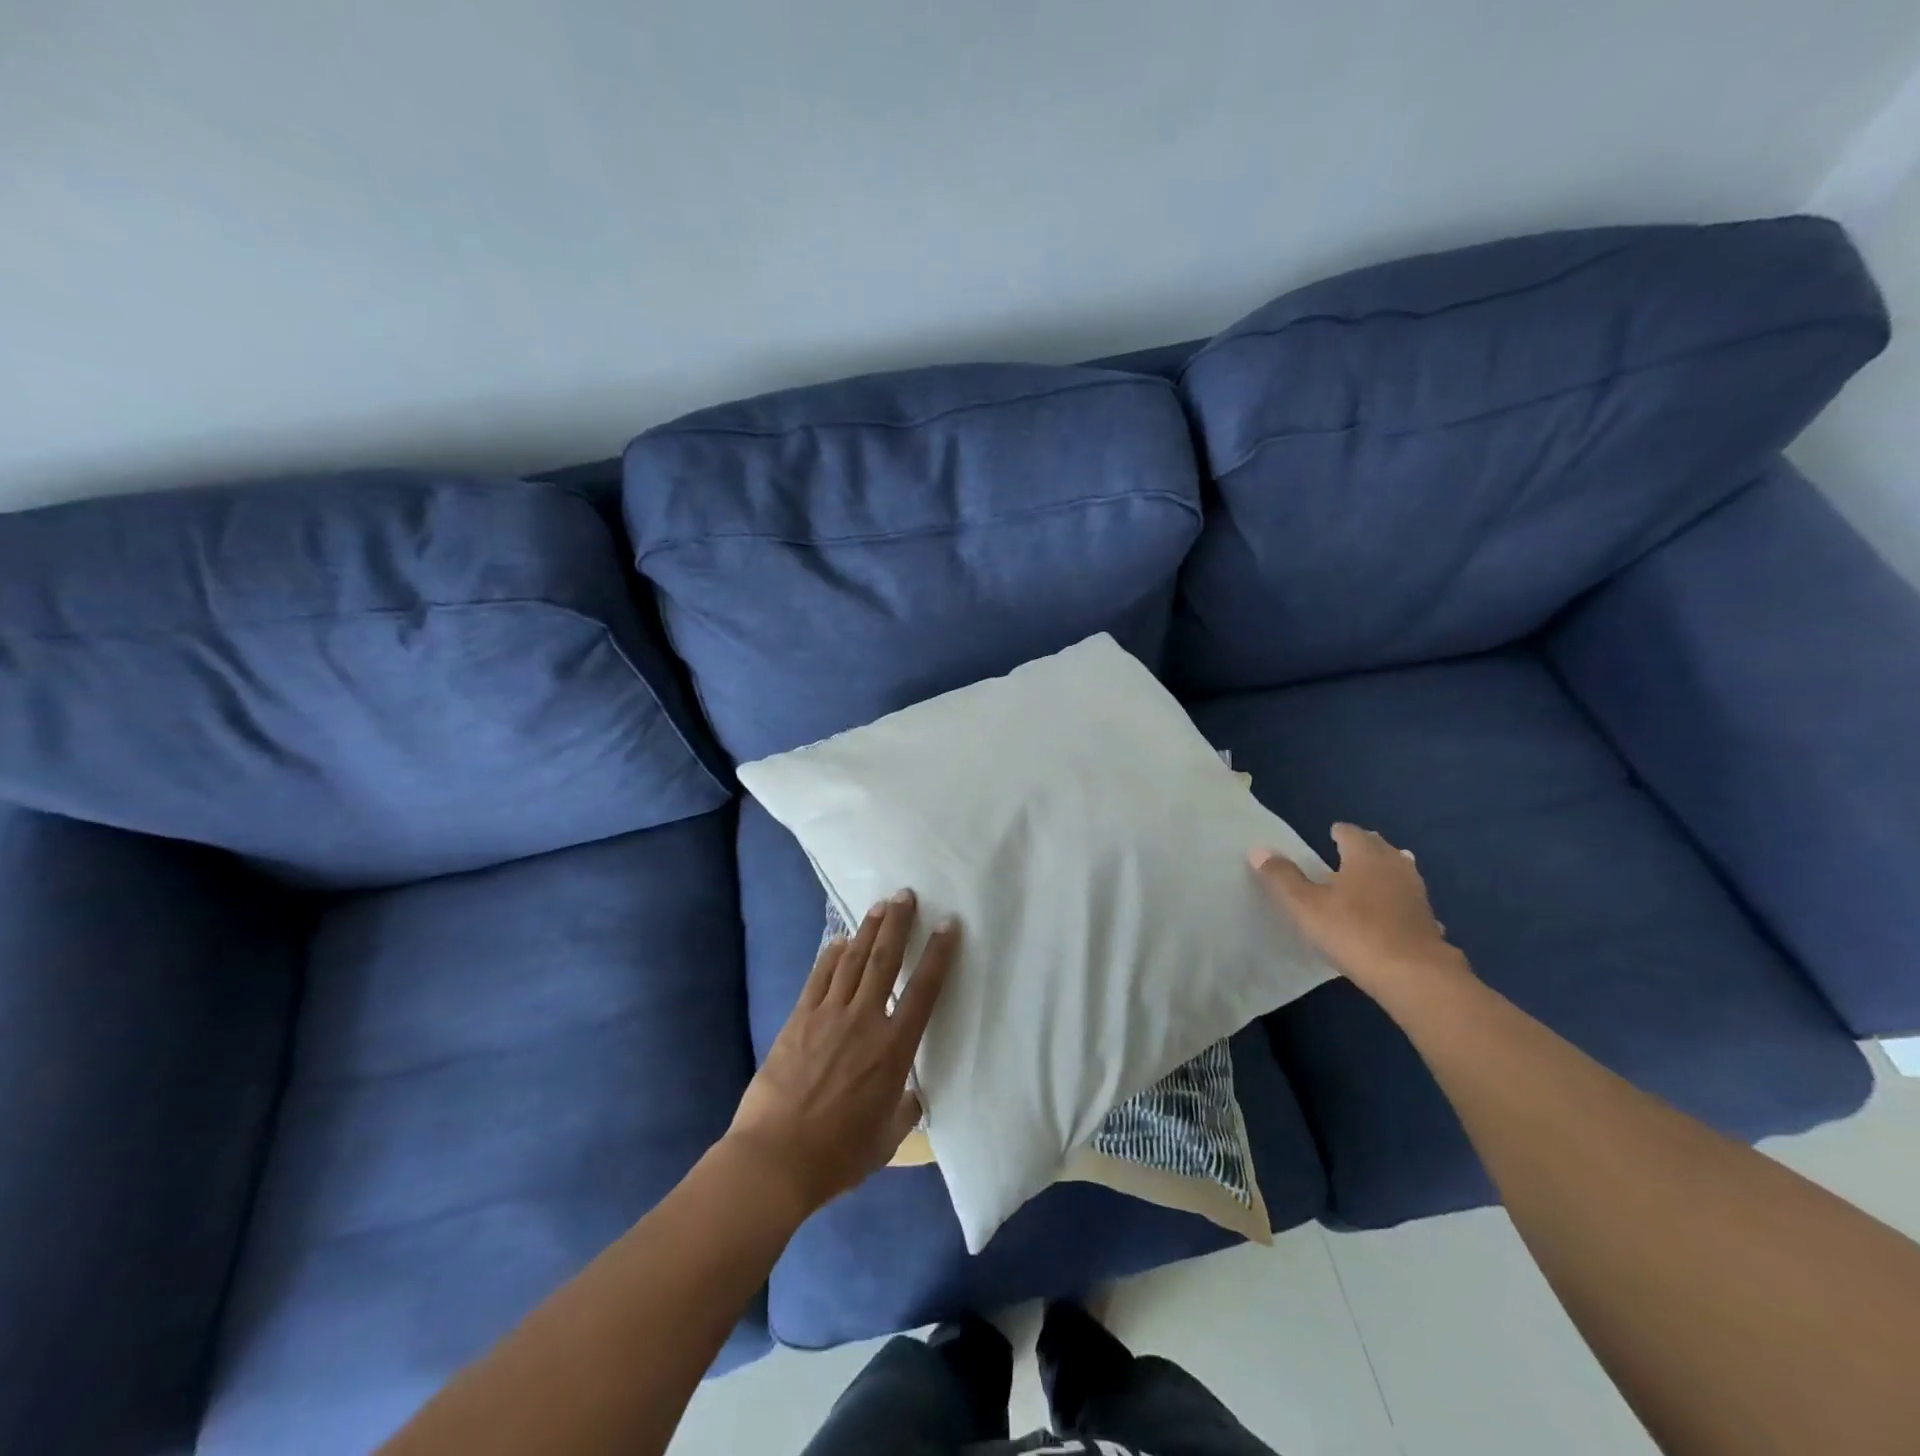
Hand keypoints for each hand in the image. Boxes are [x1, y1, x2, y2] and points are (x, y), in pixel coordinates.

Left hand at [726, 890, 958, 1213]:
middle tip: (906, 894)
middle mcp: (864, 1021)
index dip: (938, 954)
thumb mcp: (887, 1140)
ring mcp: (828, 1016)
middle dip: (898, 924)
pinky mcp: (798, 1019)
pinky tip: (838, 941)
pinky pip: (818, 978)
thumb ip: (904, 1109)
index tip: (948, 924)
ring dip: (867, 930)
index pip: (923, 991)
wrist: (775, 1159)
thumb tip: (911, 1093)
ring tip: (880, 905)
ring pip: (852, 961)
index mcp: (893, 1050)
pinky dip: (830, 955)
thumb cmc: (838, 1155)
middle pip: (884, 961)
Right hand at [1251, 823, 1469, 1008]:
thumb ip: (1282, 877)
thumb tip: (1259, 849)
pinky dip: (1398, 899)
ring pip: (1399, 871)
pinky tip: (1392, 913)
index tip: (1329, 835)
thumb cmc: (1353, 931)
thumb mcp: (1306, 905)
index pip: (1351, 832)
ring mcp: (1416, 893)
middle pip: (1379, 847)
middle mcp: (1395, 865)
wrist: (1414, 975)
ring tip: (1368, 879)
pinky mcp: (1428, 920)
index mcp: (1365, 855)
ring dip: (1384, 871)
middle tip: (1345, 854)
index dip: (1338, 832)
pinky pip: (1409, 900)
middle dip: (1364, 847)